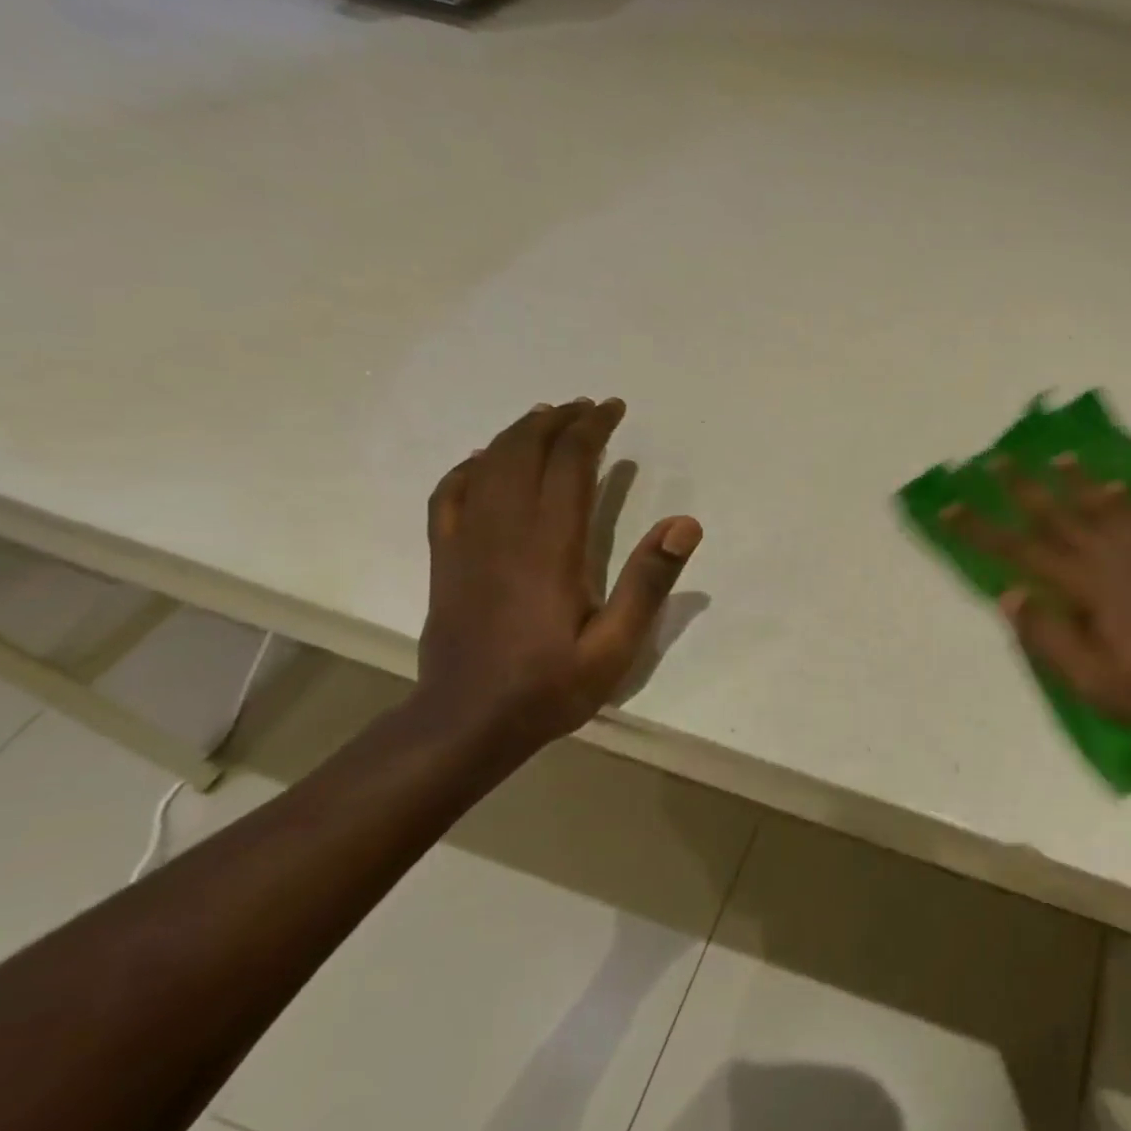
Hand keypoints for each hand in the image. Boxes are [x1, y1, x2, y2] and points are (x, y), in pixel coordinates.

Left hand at [416, 398, 700, 755]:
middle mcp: (505, 532)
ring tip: (546, 416)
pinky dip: (469, 467)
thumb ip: (649, 582)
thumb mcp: (616, 646)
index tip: (613, 409)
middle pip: (526, 453)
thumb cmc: (551, 686)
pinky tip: (483, 460)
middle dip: (558, 421)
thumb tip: (685, 523)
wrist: (468, 723)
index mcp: (550, 548)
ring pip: (488, 466)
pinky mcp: (445, 559)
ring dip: (518, 433)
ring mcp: (467, 543)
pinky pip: (449, 496)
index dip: (592, 430)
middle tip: (588, 407)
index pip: (570, 465)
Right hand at [945, 456, 1130, 744]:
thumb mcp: (1094, 681)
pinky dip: (1122, 498)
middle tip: (994, 459)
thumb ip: (1049, 636)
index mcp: (1087, 587)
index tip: (949, 505)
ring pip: (1100, 506)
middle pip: (1057, 515)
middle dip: (1022, 488)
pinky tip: (1114, 487)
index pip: (1020, 551)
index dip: (981, 529)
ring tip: (1055, 456)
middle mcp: (1112, 557)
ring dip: (1073, 480)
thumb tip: (1010, 594)